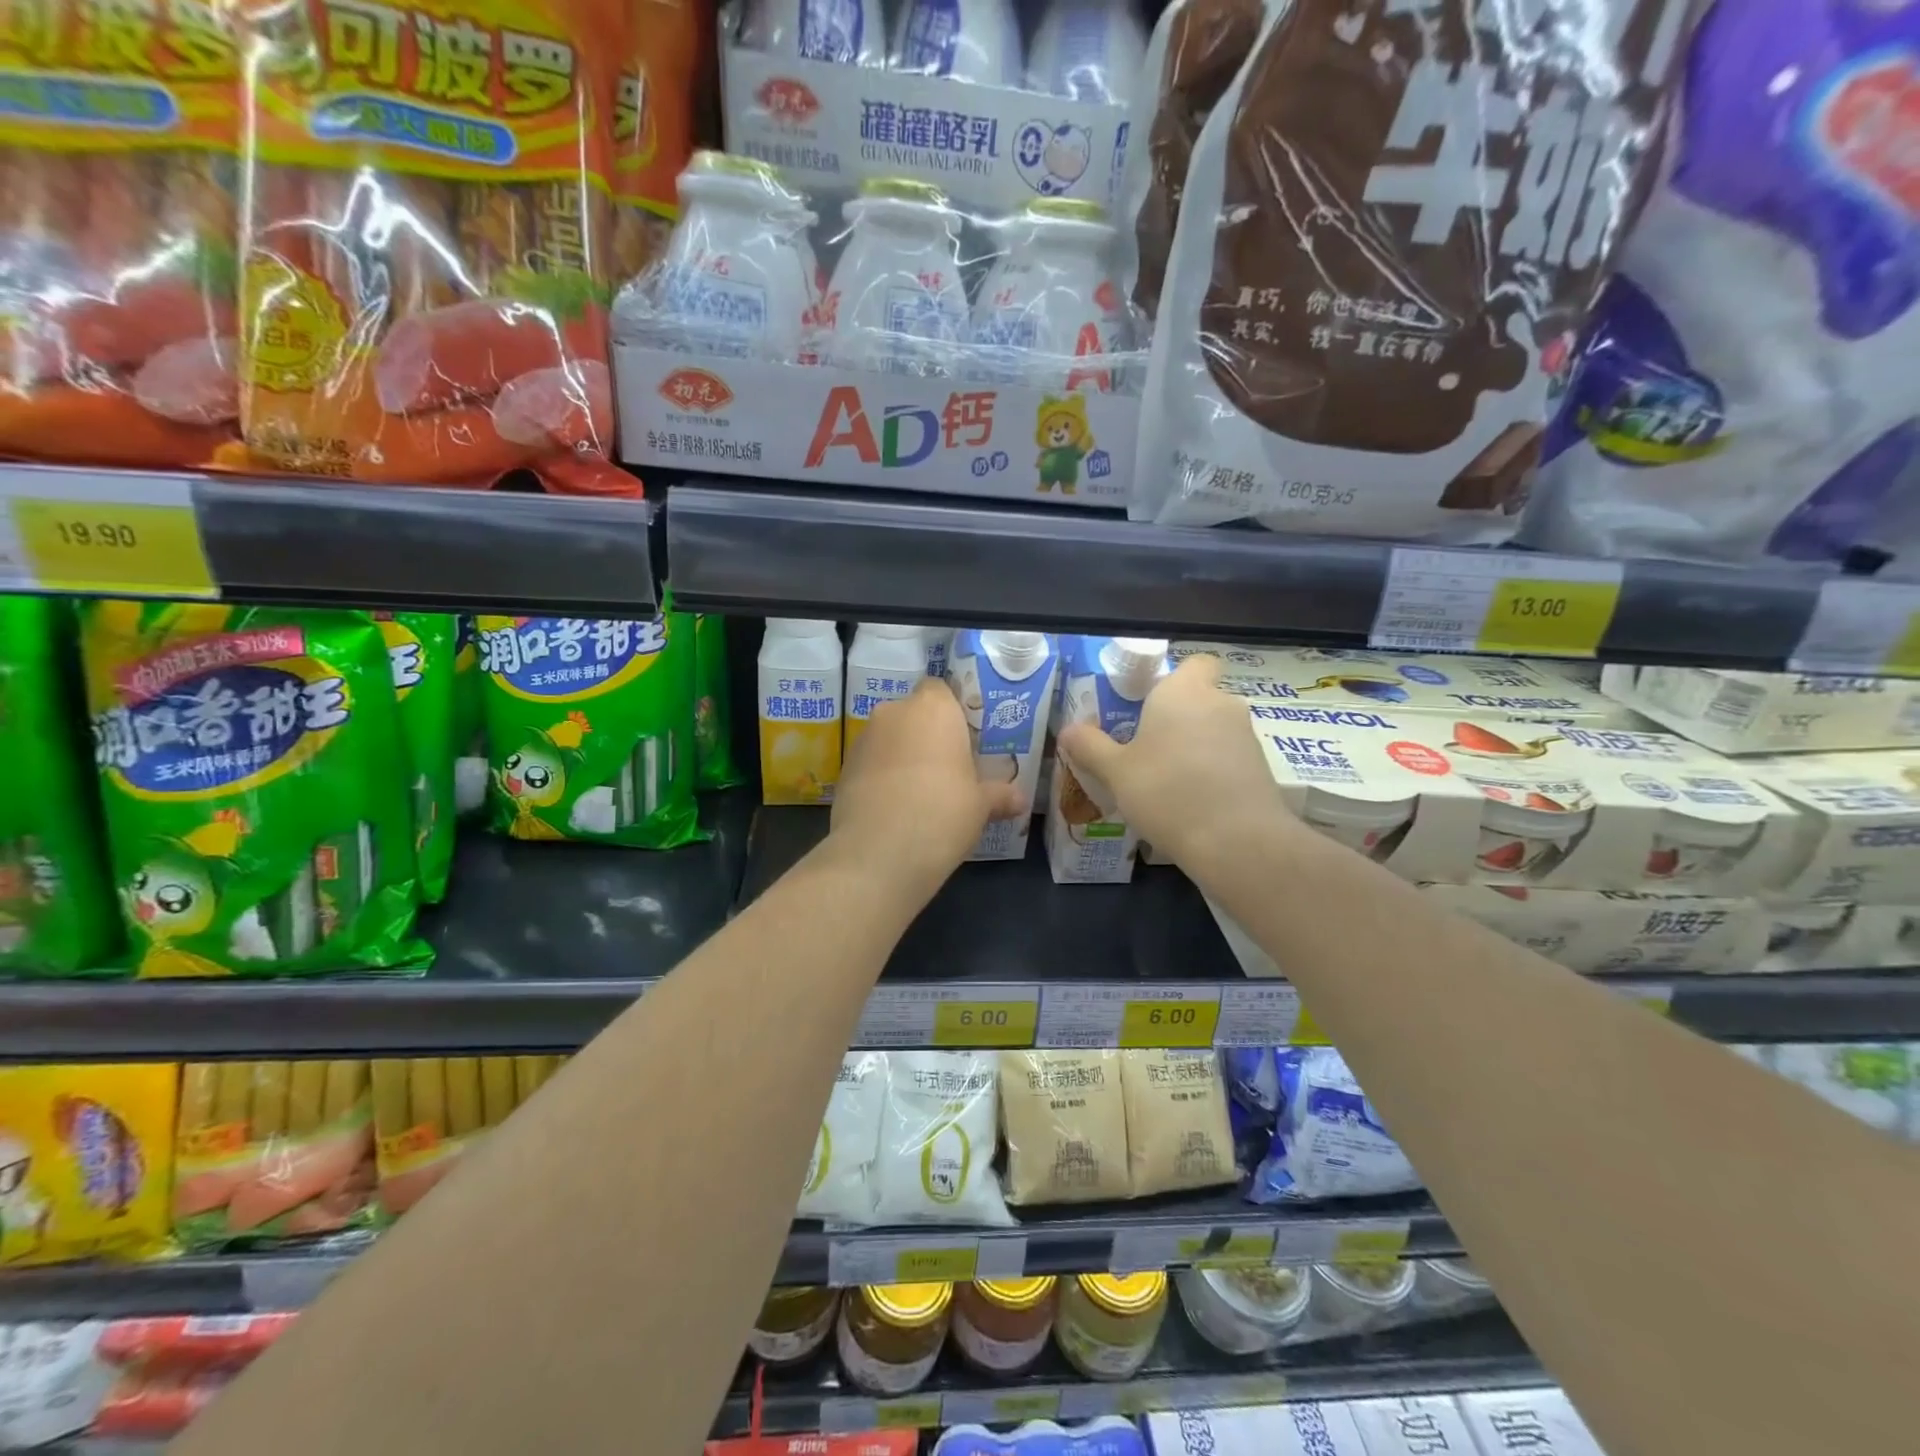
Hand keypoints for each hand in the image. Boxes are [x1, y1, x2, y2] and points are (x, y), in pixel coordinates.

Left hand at [829, 679, 1023, 894]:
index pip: (941, 689)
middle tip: (949, 769)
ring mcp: (863, 739)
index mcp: (933, 708)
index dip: (953, 712)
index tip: (965, 740)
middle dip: (928, 736)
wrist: (879, 852)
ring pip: (890, 739)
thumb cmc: (943, 812)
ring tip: (922, 794)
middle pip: (914, 714)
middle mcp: (894, 712)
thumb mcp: (981, 806)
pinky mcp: (844, 768)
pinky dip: (883, 777)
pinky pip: (872, 763)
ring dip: (904, 756)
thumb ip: (1000, 795)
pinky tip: (897, 809)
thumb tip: (1020, 799)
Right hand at [1056, 655, 1292, 871]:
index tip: (1149, 703)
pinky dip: (1212, 770)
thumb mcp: (1115, 771)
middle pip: (1200, 698)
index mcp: (1183, 690)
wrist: (1235, 841)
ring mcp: (1246, 735)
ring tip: (1165, 780)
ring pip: (1214, 729)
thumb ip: (1090, 746)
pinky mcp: (1261, 767)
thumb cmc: (1166, 791)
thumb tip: (1068, 729)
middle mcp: (1220, 702)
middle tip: (1145, 747)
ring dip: (1194, 746)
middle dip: (1177, 718)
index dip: (1175, 678)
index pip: (1194, 662)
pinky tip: (1191, 801)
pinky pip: (1228, 757)